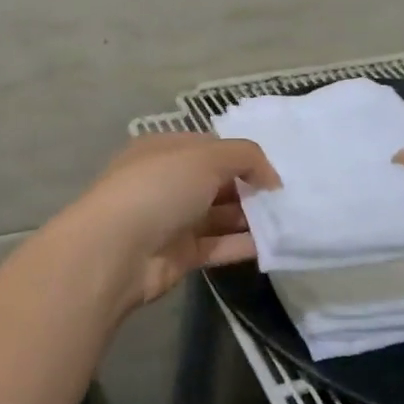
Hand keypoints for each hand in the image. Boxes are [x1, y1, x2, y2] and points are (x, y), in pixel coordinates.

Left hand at [63, 134, 279, 306]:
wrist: (115, 251)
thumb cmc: (158, 188)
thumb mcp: (206, 156)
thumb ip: (245, 157)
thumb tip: (270, 178)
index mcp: (164, 150)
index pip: (211, 147)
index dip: (243, 156)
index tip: (275, 171)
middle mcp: (167, 182)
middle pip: (217, 182)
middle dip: (250, 188)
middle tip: (288, 197)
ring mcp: (171, 220)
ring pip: (219, 215)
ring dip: (251, 218)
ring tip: (289, 220)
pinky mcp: (179, 255)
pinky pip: (218, 246)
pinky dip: (243, 245)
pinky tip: (274, 245)